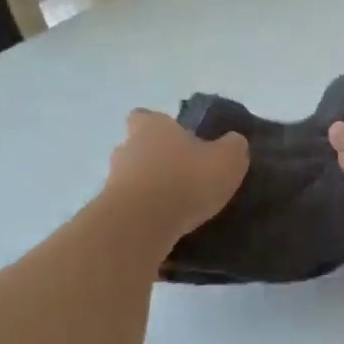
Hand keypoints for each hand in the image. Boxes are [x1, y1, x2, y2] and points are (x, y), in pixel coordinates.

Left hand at [107, 110, 248, 239]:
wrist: (140, 225)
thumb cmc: (185, 180)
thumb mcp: (227, 160)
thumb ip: (233, 147)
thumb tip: (233, 142)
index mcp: (153, 126)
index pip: (145, 116)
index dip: (159, 126)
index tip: (177, 140)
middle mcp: (127, 147)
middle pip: (137, 148)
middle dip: (156, 160)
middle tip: (183, 176)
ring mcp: (113, 180)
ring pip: (132, 179)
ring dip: (150, 189)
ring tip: (176, 207)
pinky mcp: (110, 211)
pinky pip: (130, 208)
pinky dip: (144, 214)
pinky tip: (165, 227)